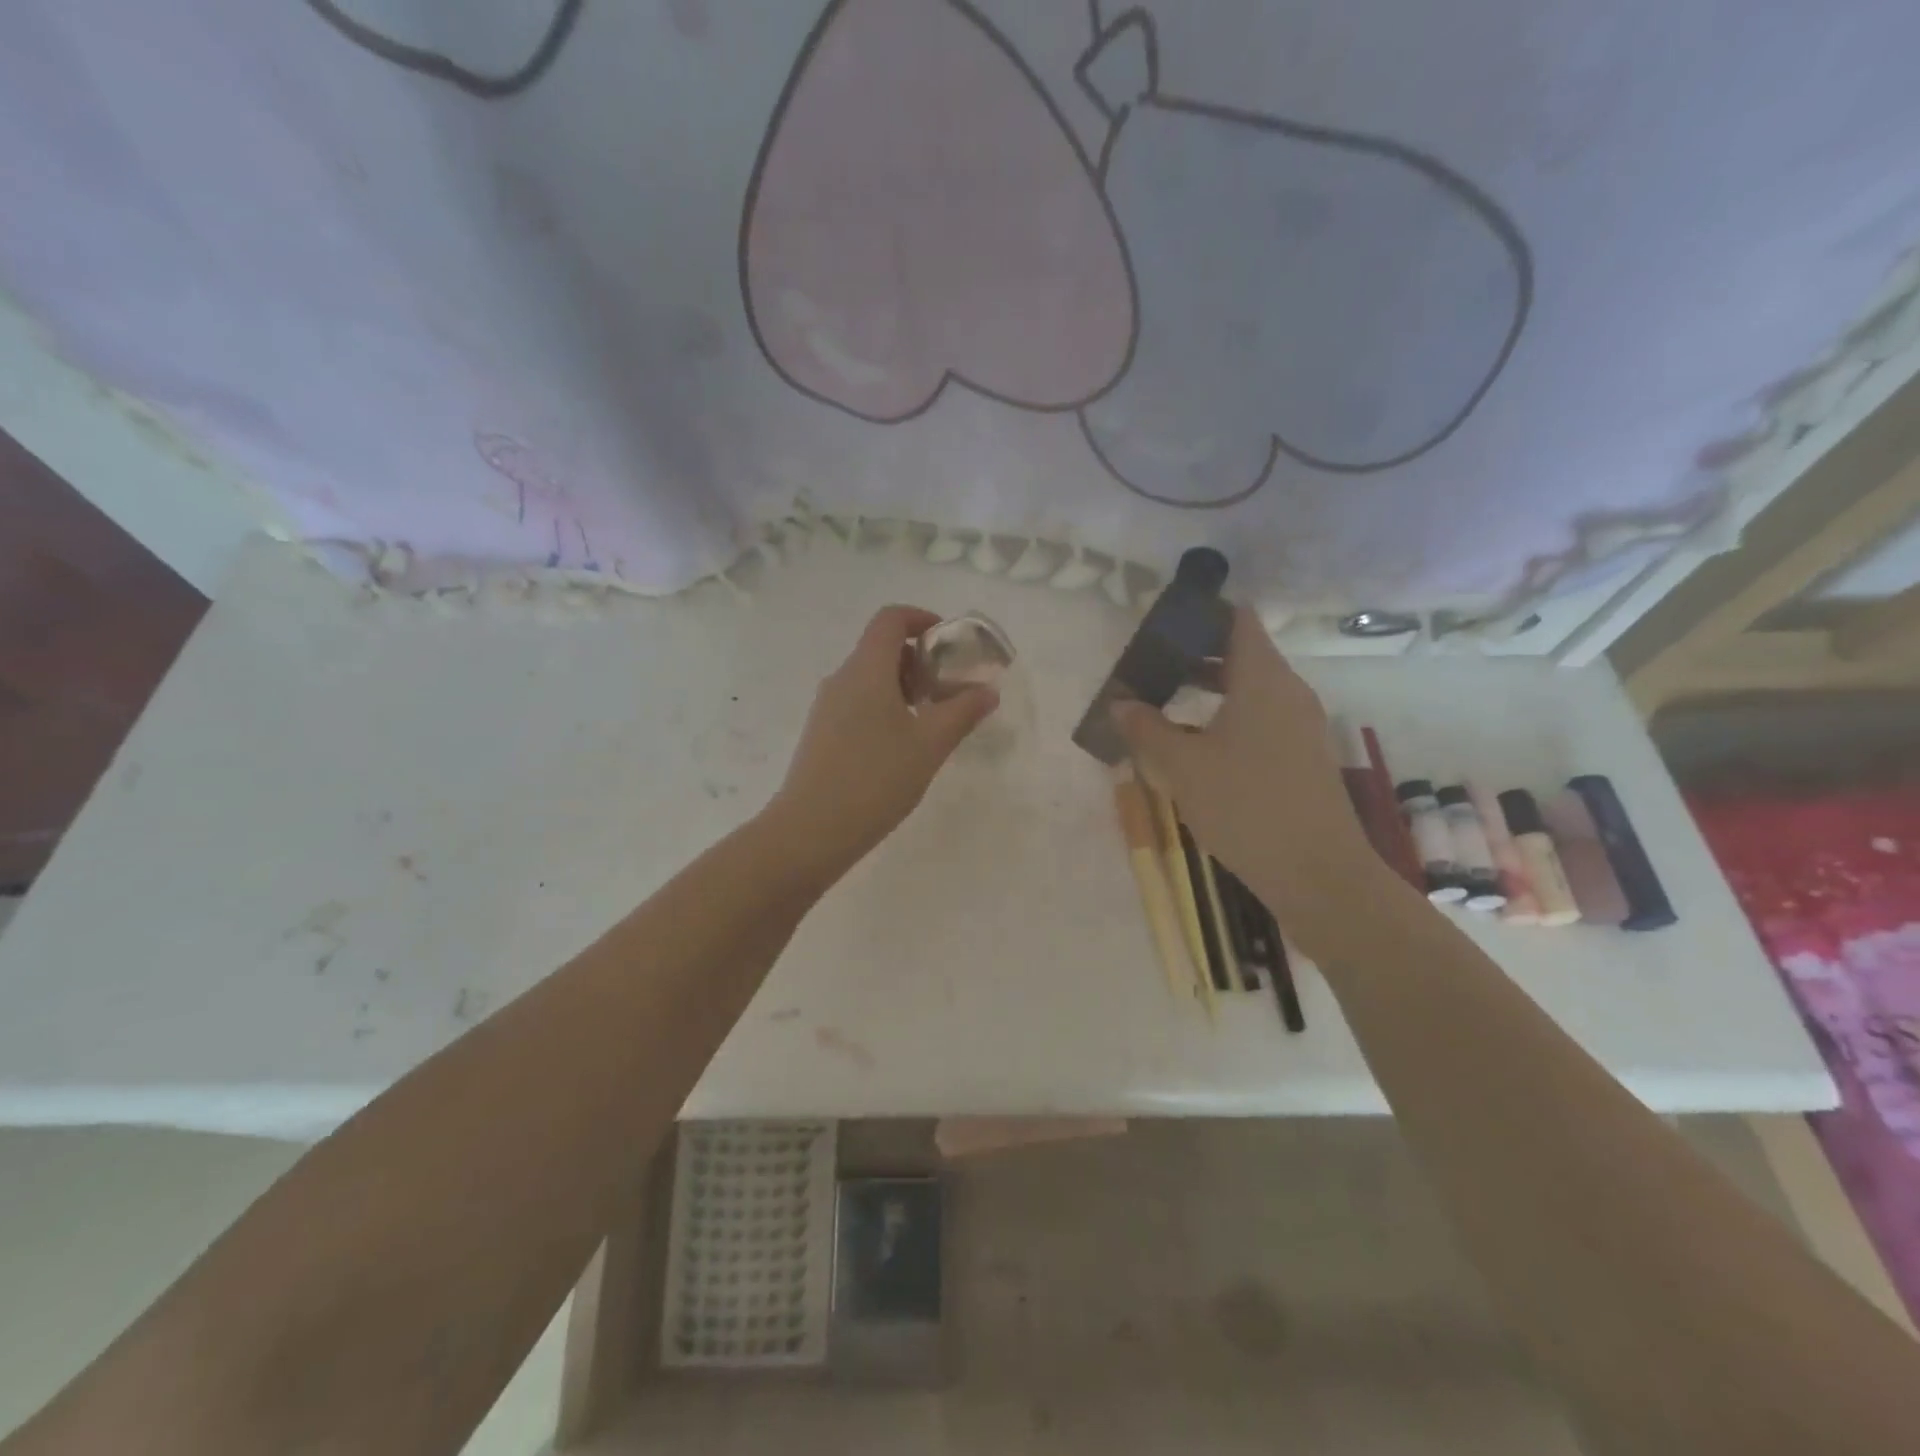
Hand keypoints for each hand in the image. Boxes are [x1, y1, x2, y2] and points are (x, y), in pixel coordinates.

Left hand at [768, 605, 998, 874]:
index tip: (949, 643)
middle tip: (948, 691)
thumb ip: (962, 712)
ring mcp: (826, 707)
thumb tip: (987, 691)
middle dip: (919, 660)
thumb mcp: (930, 745)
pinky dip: (884, 708)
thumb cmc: (876, 779)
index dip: (922, 619)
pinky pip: (857, 703)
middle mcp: (841, 679)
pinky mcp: (820, 733)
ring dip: (903, 687)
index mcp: (866, 669)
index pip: (891, 619)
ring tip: (930, 723)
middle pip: (881, 648)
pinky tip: (901, 747)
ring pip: (869, 679)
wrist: (811, 830)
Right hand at [1112, 605, 1380, 940]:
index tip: (1161, 626)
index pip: (1237, 619)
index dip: (1200, 614)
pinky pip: (1261, 718)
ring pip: (1250, 688)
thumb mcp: (1183, 766)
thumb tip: (1119, 702)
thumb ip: (1146, 728)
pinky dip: (1227, 717)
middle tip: (1149, 667)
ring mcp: (1301, 725)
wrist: (1318, 873)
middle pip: (1241, 652)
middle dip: (1193, 655)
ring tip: (1163, 703)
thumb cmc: (1246, 806)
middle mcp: (1288, 691)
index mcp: (1263, 678)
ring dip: (1208, 690)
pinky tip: (1196, 746)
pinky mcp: (1302, 755)